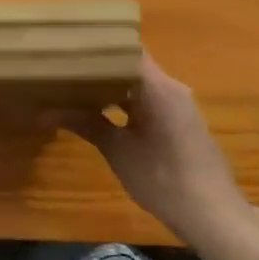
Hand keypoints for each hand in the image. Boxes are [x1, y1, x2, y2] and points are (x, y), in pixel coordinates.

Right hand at [54, 53, 248, 242]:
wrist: (213, 215)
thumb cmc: (163, 178)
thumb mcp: (118, 150)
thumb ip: (85, 123)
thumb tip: (45, 111)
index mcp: (157, 87)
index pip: (126, 49)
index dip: (97, 45)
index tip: (68, 44)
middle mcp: (170, 88)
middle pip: (130, 64)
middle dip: (98, 65)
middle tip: (62, 64)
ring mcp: (177, 105)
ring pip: (138, 83)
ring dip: (110, 85)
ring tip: (72, 84)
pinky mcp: (178, 122)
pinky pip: (146, 99)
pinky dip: (123, 100)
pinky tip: (98, 110)